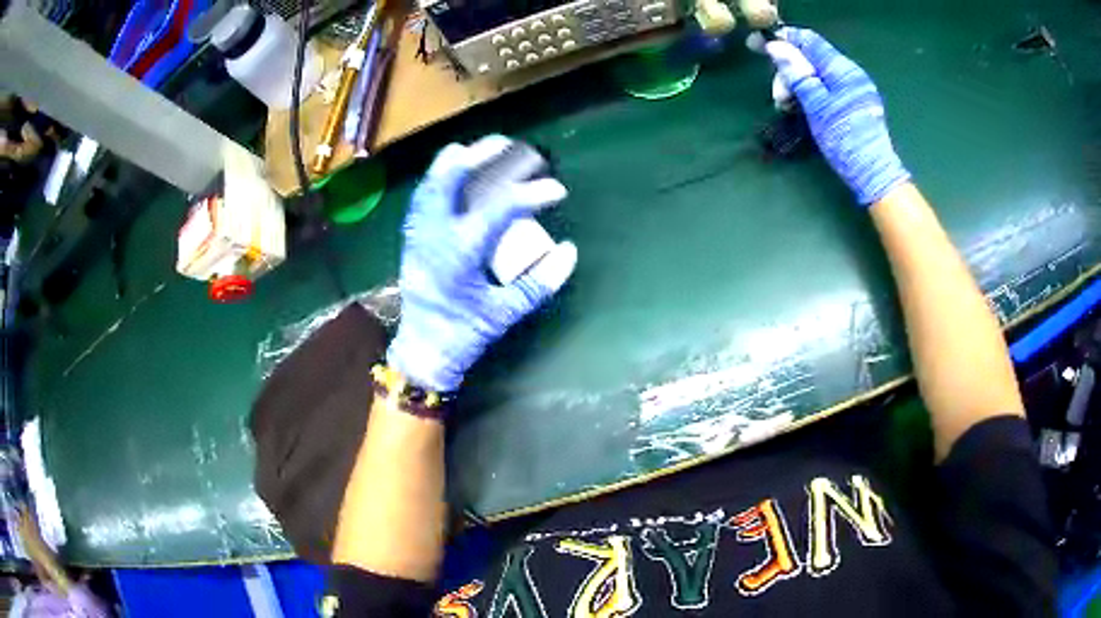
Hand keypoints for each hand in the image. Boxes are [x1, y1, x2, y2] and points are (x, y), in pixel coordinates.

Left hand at [387, 136, 577, 391]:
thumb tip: (568, 251)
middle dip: (481, 154)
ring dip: (456, 161)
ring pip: (431, 182)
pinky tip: (453, 174)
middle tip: (509, 144)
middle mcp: (434, 234)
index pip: (499, 208)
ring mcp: (418, 233)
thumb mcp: (503, 314)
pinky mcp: (412, 238)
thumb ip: (537, 284)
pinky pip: (422, 197)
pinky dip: (439, 179)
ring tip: (480, 149)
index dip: (531, 194)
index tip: (557, 191)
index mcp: (459, 252)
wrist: (422, 351)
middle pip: (451, 178)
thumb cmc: (463, 335)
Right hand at [765, 27, 909, 205]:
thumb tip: (776, 46)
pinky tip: (802, 108)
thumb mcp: (815, 104)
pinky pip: (827, 87)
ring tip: (787, 106)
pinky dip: (811, 93)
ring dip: (797, 84)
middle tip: (778, 96)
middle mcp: (850, 72)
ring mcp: (854, 88)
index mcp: (842, 68)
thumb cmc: (844, 139)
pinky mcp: (855, 103)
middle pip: (811, 58)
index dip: (782, 39)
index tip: (757, 45)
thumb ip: (797, 72)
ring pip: (817, 73)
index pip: (808, 40)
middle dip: (789, 71)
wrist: (873, 173)